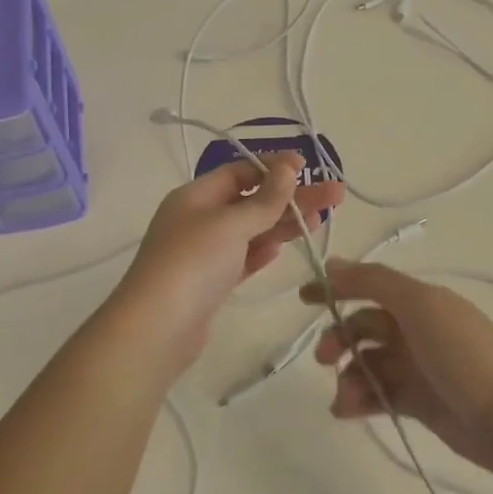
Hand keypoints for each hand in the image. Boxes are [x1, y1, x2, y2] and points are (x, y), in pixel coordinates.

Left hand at [115, 153, 344, 367]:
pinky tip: (282, 249)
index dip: (274, 168)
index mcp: (196, 196)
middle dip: (292, 197)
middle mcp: (198, 219)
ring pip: (250, 231)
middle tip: (335, 195)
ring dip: (283, 224)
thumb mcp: (231, 224)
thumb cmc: (193, 263)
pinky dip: (262, 251)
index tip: (308, 167)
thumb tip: (288, 165)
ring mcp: (204, 253)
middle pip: (252, 200)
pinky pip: (242, 258)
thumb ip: (264, 198)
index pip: (240, 171)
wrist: (157, 328)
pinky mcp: (210, 283)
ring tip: (320, 220)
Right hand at [303, 262, 492, 480]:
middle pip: (363, 326)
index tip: (303, 299)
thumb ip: (374, 282)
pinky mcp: (417, 402)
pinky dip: (359, 399)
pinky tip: (348, 411)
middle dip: (339, 338)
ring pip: (366, 363)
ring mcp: (417, 367)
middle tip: (325, 358)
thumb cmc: (465, 354)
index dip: (336, 288)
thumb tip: (332, 263)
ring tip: (345, 398)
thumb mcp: (419, 306)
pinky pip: (377, 394)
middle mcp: (416, 328)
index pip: (369, 285)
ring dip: (347, 375)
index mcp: (420, 300)